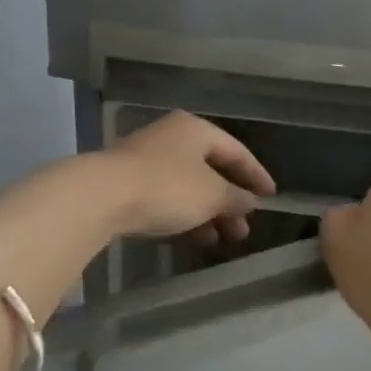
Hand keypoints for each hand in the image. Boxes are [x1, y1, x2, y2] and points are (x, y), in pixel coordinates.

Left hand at [99, 111, 275, 243]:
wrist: (99, 197)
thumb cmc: (167, 187)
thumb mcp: (212, 195)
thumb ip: (236, 198)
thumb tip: (251, 202)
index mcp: (196, 129)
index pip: (237, 151)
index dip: (256, 175)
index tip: (271, 197)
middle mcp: (173, 137)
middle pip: (212, 170)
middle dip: (231, 202)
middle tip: (244, 229)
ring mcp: (147, 159)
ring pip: (189, 186)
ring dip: (210, 213)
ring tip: (224, 240)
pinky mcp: (128, 182)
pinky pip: (168, 197)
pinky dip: (186, 215)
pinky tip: (196, 237)